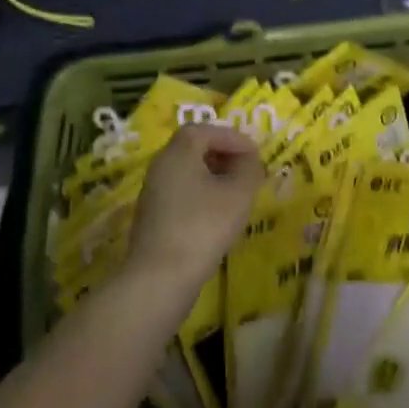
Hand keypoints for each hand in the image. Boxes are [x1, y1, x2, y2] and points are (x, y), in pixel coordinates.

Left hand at [124, 124, 264, 288]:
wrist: (160, 277)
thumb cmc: (203, 227)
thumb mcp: (238, 194)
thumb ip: (249, 169)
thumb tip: (249, 160)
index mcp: (177, 153)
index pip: (204, 130)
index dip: (232, 137)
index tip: (255, 153)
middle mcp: (161, 166)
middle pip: (193, 148)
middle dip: (223, 154)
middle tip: (248, 169)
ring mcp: (154, 193)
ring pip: (187, 171)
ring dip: (214, 175)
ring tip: (238, 192)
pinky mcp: (154, 217)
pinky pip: (182, 192)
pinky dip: (203, 193)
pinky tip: (219, 214)